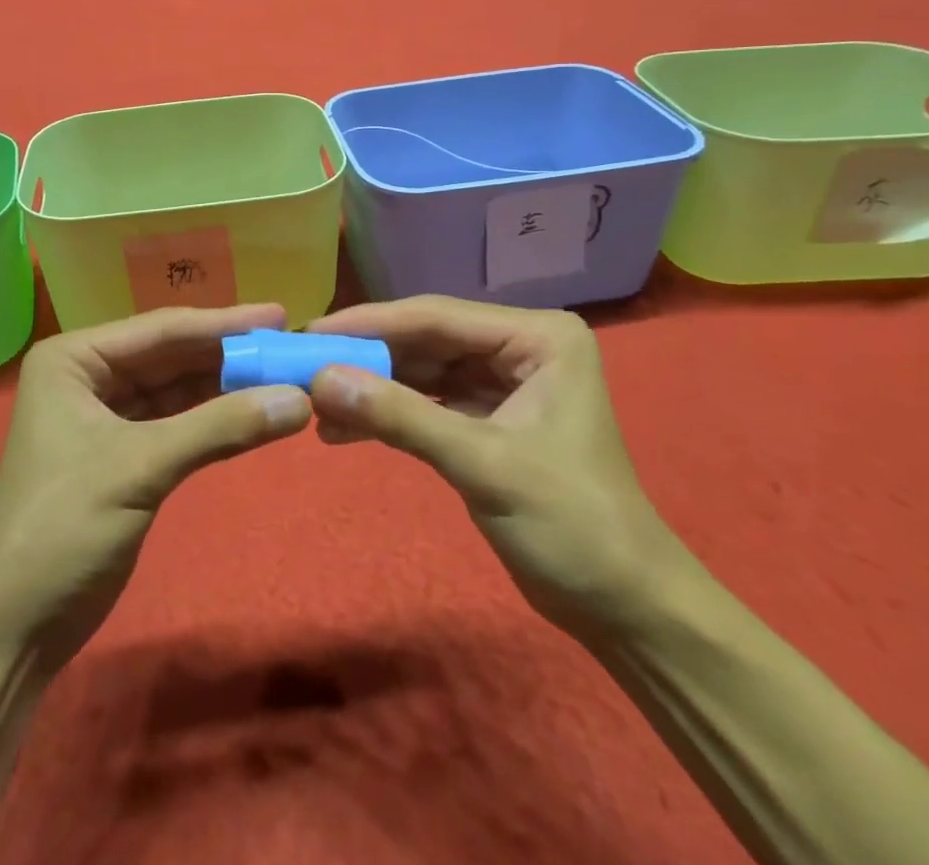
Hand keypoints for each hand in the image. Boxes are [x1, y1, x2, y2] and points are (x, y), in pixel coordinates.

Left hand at [0, 304, 310, 664]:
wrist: (14, 627)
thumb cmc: (63, 526)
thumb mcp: (142, 466)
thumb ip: (220, 427)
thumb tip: (301, 399)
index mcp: (75, 358)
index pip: (161, 330)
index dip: (224, 323)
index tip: (279, 314)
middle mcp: (90, 375)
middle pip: (172, 356)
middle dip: (228, 354)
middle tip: (289, 344)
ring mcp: (107, 415)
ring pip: (178, 389)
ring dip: (227, 387)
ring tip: (285, 375)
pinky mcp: (125, 454)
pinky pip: (178, 423)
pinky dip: (215, 421)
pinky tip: (256, 413)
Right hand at [307, 297, 682, 639]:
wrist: (625, 610)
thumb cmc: (573, 526)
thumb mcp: (484, 465)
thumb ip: (402, 417)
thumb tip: (321, 379)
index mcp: (537, 337)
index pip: (437, 317)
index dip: (370, 323)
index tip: (311, 332)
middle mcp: (518, 347)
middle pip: (424, 339)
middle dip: (366, 356)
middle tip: (302, 365)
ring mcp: (502, 383)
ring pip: (420, 370)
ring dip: (371, 387)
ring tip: (313, 401)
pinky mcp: (486, 418)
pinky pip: (426, 403)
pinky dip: (387, 415)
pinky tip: (342, 429)